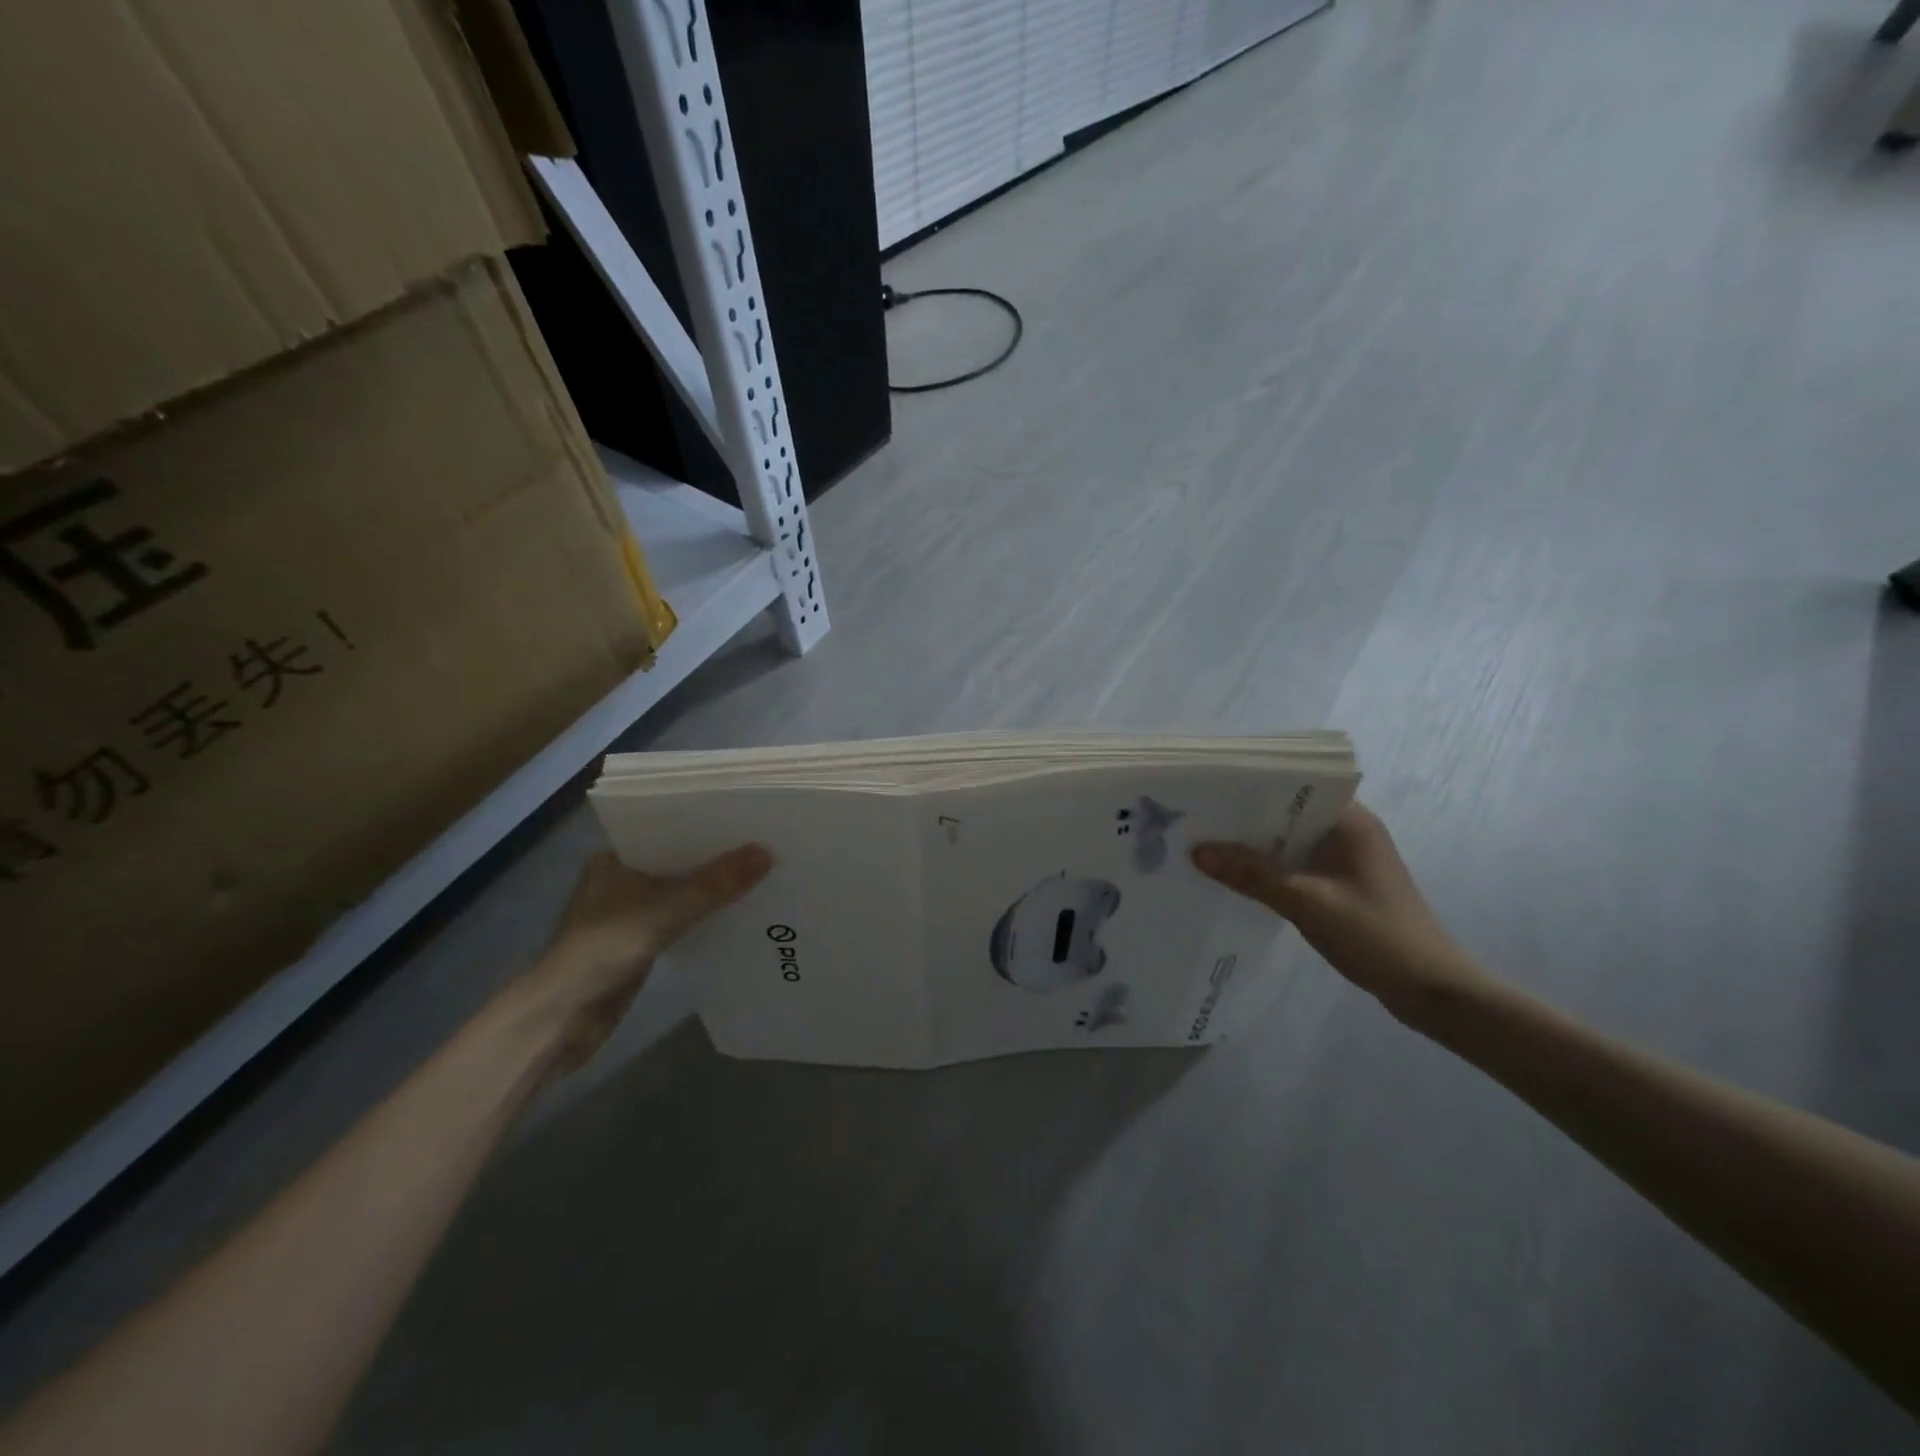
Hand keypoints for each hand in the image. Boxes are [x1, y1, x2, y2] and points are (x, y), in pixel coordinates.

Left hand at [511, 844, 771, 1071]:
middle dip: (718, 853)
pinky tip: (742, 908)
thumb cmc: (600, 952)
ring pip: (684, 888)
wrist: (559, 1021)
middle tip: (767, 839)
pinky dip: (708, 913)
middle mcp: (623, 878)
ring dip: (715, 885)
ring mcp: (632, 911)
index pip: (668, 827)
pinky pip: (684, 916)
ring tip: (765, 869)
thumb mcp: (662, 912)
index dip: (707, 820)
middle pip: (680, 858)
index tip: (749, 813)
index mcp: (616, 858)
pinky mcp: (642, 941)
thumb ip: (713, 885)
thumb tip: (766, 853)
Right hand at [1192, 804, 1492, 1024]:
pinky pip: (1297, 865)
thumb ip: (1252, 874)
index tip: (1212, 788)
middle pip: (1288, 813)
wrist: (1431, 991)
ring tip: (1206, 842)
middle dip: (1247, 817)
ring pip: (1290, 842)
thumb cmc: (1375, 935)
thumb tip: (1197, 851)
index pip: (1296, 785)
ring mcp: (1347, 861)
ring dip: (1256, 845)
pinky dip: (1270, 869)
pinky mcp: (1343, 886)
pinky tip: (1237, 876)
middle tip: (1198, 816)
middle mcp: (1349, 832)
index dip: (1253, 784)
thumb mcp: (1307, 902)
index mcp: (1351, 821)